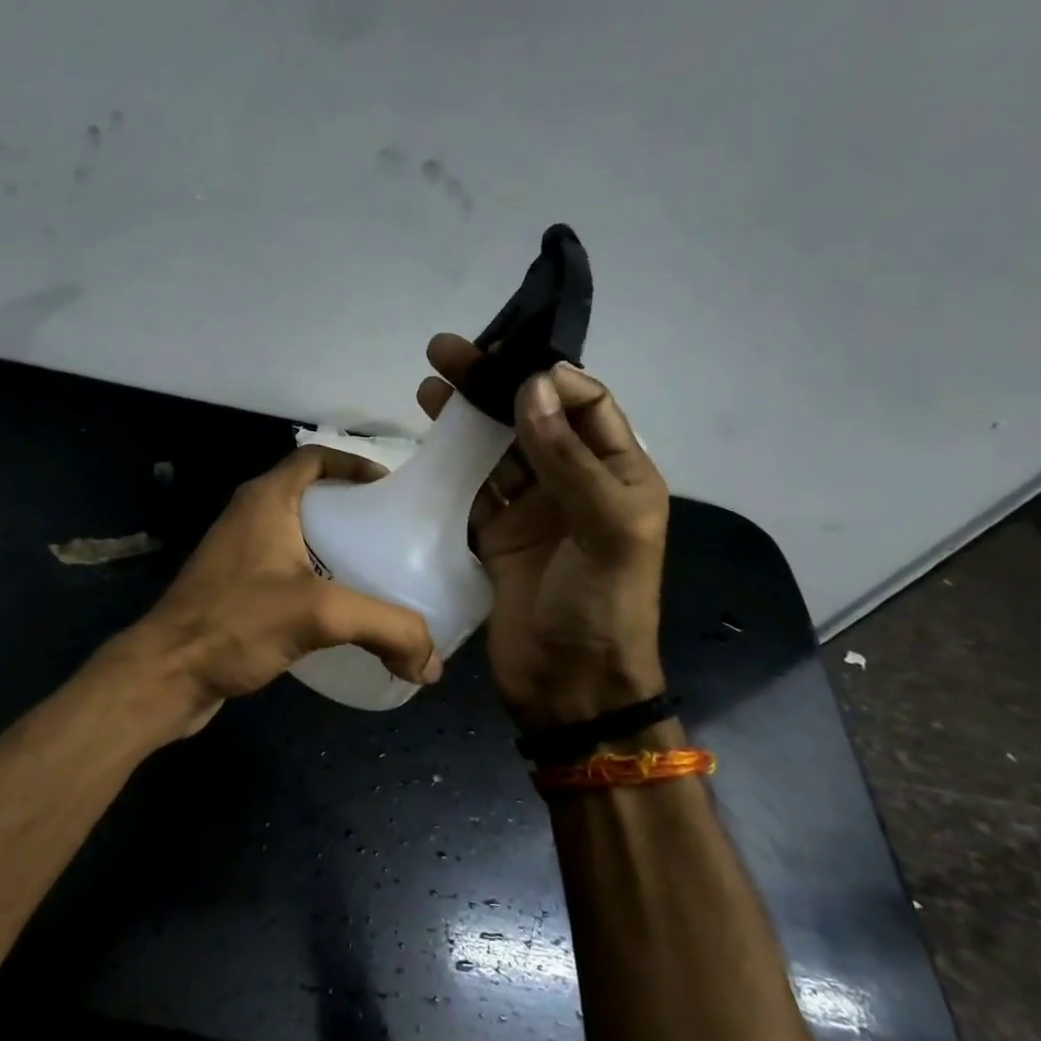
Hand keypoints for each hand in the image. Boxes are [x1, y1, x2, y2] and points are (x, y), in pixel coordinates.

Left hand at [126, 446, 441, 730]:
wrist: (166, 673)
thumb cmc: (235, 623)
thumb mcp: (320, 615)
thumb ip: (386, 628)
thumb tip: (434, 665)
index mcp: (265, 500)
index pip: (313, 458)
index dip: (353, 464)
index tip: (390, 488)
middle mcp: (248, 517)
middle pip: (309, 496)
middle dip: (351, 509)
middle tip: (392, 535)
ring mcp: (237, 554)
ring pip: (296, 535)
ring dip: (332, 546)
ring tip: (376, 570)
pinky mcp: (233, 589)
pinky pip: (283, 569)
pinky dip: (314, 577)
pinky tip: (338, 609)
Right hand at [417, 334, 669, 729]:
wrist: (570, 687)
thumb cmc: (603, 605)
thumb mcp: (607, 529)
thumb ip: (569, 459)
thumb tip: (531, 387)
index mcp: (618, 473)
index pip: (586, 405)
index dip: (548, 378)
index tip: (503, 361)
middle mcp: (573, 484)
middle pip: (531, 419)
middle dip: (492, 385)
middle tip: (445, 353)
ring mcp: (530, 511)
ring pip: (494, 450)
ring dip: (464, 420)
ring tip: (427, 387)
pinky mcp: (494, 536)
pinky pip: (469, 490)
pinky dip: (447, 465)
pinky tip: (422, 443)